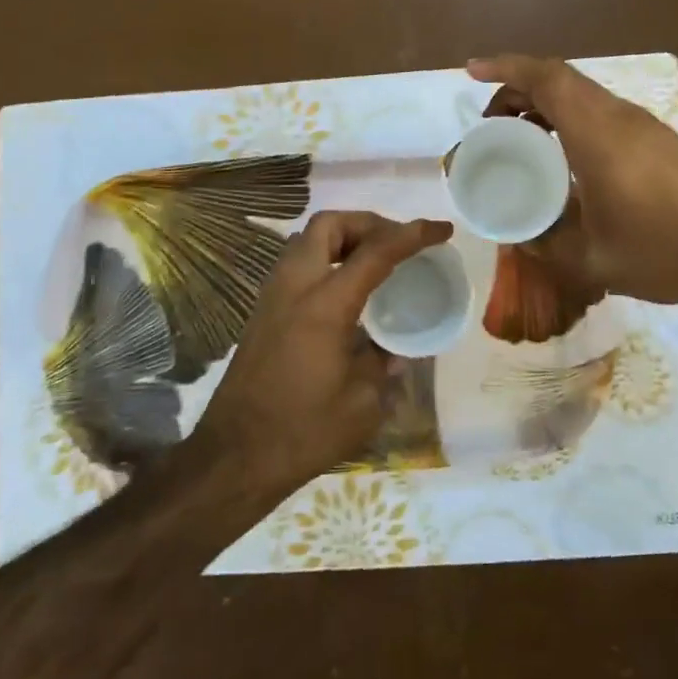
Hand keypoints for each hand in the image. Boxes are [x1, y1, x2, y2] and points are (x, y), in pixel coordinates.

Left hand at [193, 210, 452, 498]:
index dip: (413, 235)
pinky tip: (345, 290)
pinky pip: (296, 263)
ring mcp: (272, 296)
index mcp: (325, 304)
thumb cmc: (304, 431)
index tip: (442, 229)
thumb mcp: (363, 403)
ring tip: (374, 262)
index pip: (376, 252)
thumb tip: (393, 350)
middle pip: (328, 224)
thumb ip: (383, 363)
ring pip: (307, 239)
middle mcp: (294, 286)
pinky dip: (325, 259)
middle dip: (368, 222)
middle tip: (397, 243)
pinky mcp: (262, 312)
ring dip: (343, 238)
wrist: (235, 455)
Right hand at [469, 55, 677, 315]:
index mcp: (597, 136)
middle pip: (559, 80)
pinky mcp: (655, 138)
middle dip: (516, 90)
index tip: (472, 71)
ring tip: (516, 138)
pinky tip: (559, 155)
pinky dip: (566, 117)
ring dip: (543, 103)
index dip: (506, 68)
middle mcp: (618, 118)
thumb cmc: (668, 250)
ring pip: (580, 93)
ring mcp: (641, 125)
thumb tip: (519, 235)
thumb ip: (548, 244)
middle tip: (489, 124)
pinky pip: (598, 111)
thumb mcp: (594, 259)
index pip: (546, 79)